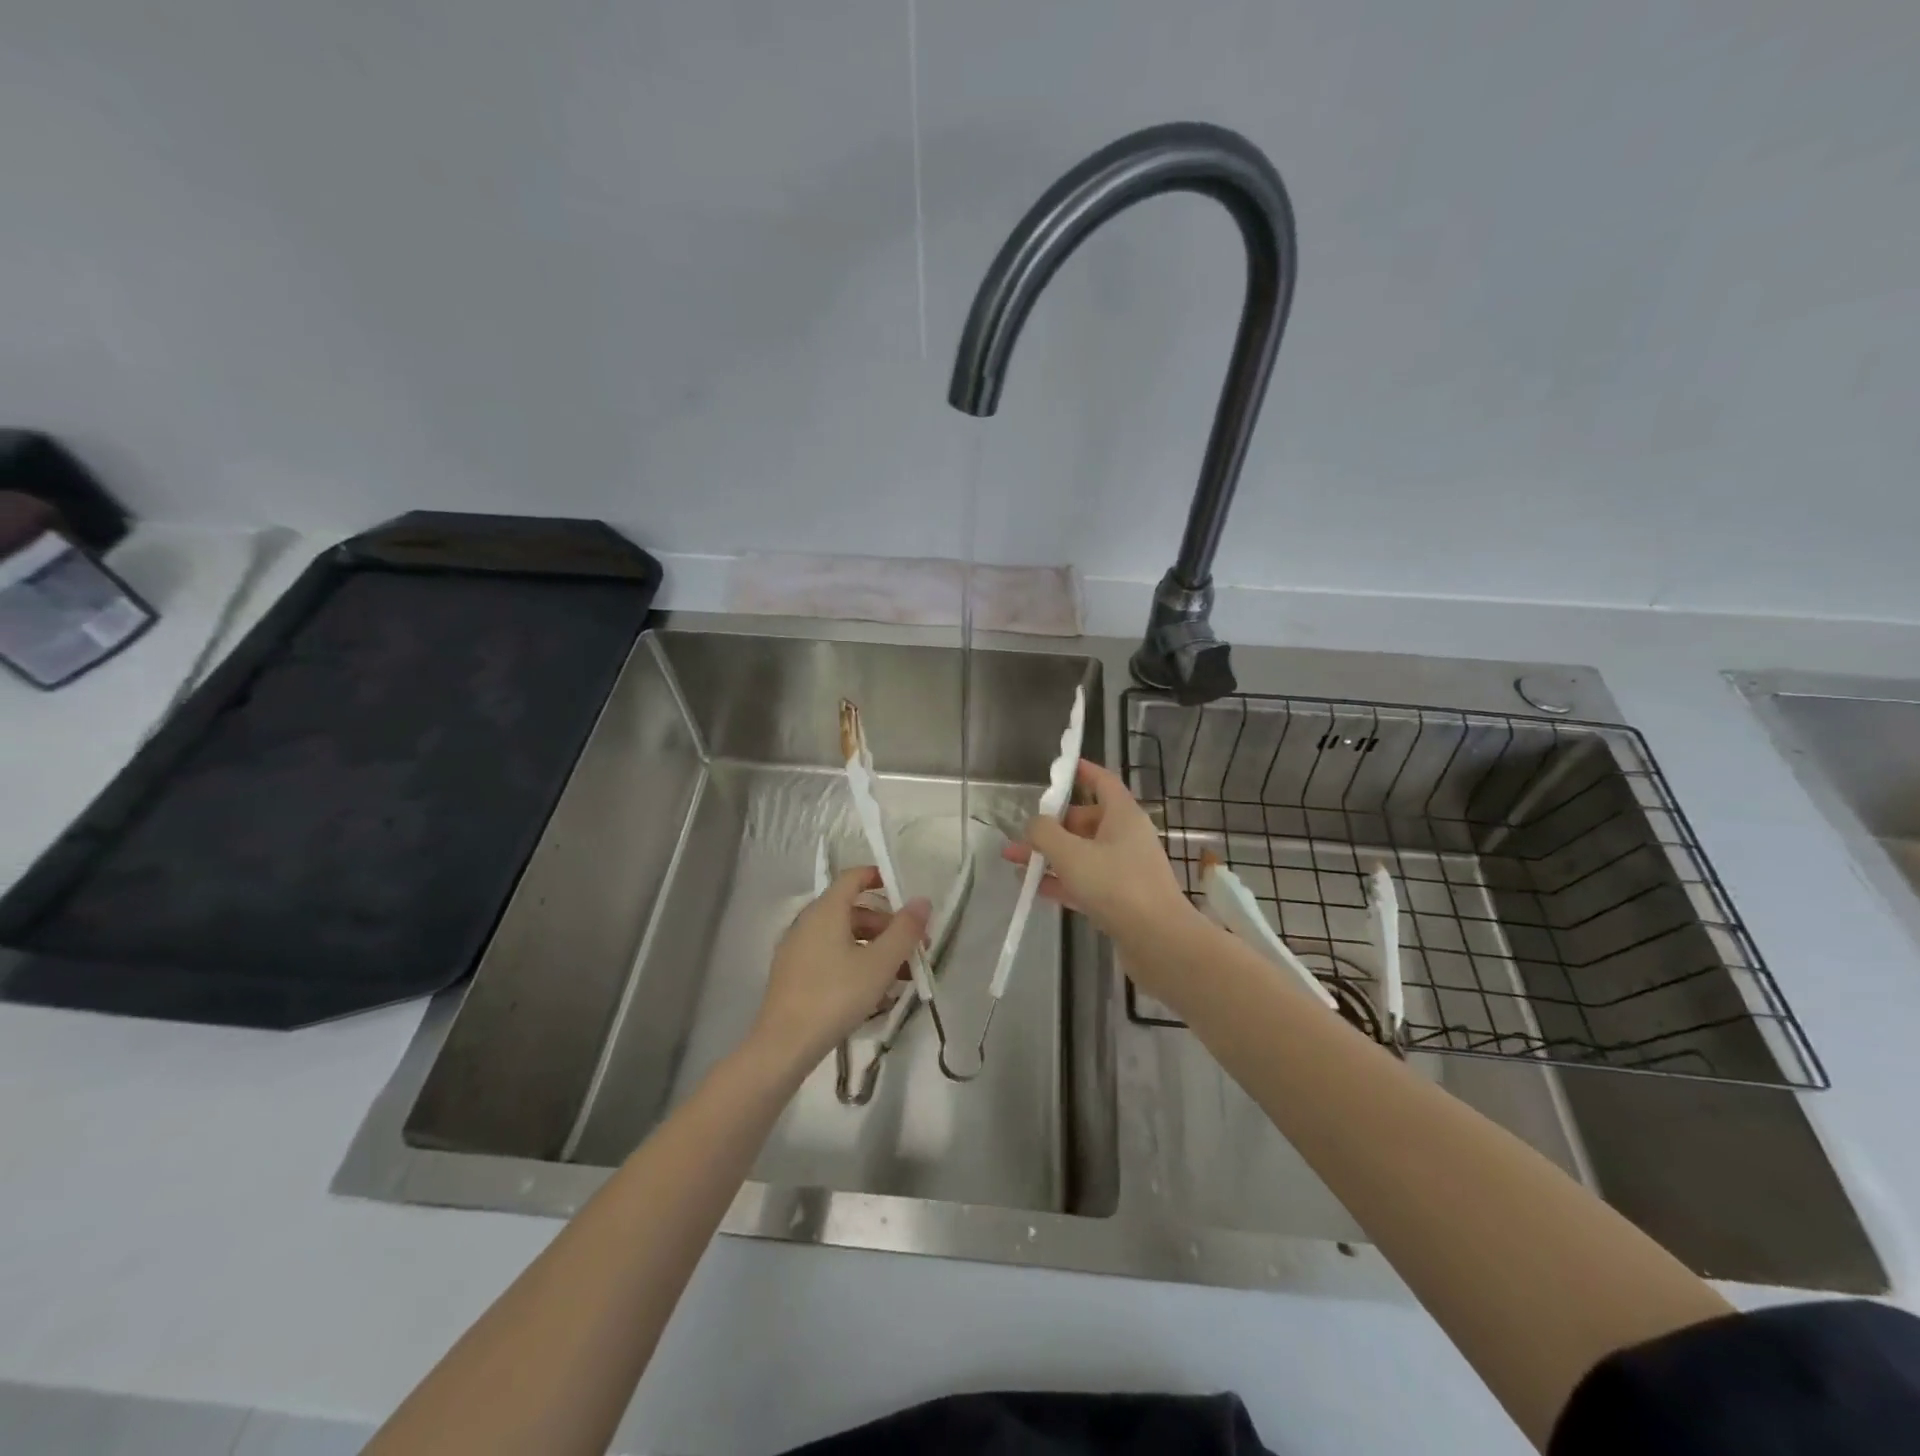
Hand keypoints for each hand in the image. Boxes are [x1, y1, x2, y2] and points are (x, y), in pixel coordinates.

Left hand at [751, 866, 930, 1070]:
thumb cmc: (836, 996)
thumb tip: (922, 900)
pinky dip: (854, 962)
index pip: (853, 877)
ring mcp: (797, 948)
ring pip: (843, 936)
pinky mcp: (793, 974)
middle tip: (913, 948)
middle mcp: (808, 921)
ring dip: (874, 947)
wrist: (784, 1045)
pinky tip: (873, 992)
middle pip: (852, 909)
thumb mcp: (880, 963)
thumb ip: (904, 930)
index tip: (905, 895)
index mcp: (826, 910)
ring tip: (901, 976)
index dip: (879, 877)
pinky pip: (830, 955)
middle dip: (886, 924)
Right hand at [1002, 759, 1195, 947]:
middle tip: (1022, 834)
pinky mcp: (1121, 899)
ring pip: (1081, 853)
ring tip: (1014, 860)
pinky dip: (1061, 880)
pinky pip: (1086, 881)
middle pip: (1086, 821)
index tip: (1060, 767)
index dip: (1082, 772)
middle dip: (1051, 826)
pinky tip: (1034, 887)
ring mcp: (1125, 870)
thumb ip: (1045, 833)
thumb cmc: (1116, 885)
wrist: (1159, 942)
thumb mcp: (1071, 854)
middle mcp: (1126, 838)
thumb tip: (1034, 824)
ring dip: (1050, 855)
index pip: (1103, 782)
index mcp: (1123, 816)